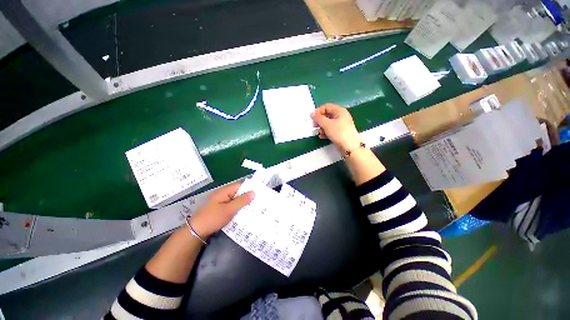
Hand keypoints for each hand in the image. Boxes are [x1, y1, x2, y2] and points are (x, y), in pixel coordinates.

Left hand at [189, 182, 254, 238]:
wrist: (196, 232)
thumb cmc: (212, 218)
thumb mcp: (229, 210)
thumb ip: (242, 200)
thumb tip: (254, 192)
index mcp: (224, 191)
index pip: (240, 185)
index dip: (250, 187)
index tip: (260, 192)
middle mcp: (223, 194)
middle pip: (239, 192)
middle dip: (248, 196)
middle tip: (260, 200)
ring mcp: (222, 201)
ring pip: (236, 199)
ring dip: (244, 203)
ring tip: (255, 206)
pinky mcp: (221, 208)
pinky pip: (233, 205)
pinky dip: (239, 207)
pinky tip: (245, 212)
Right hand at [311, 103, 360, 152]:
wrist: (349, 147)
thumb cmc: (339, 133)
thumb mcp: (327, 124)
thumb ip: (318, 118)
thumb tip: (311, 113)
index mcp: (339, 111)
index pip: (326, 107)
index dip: (318, 111)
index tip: (312, 118)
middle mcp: (341, 116)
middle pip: (327, 115)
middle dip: (319, 120)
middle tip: (314, 126)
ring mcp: (341, 124)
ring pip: (328, 123)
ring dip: (322, 127)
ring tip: (319, 133)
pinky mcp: (340, 132)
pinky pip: (330, 129)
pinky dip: (325, 132)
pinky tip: (322, 136)